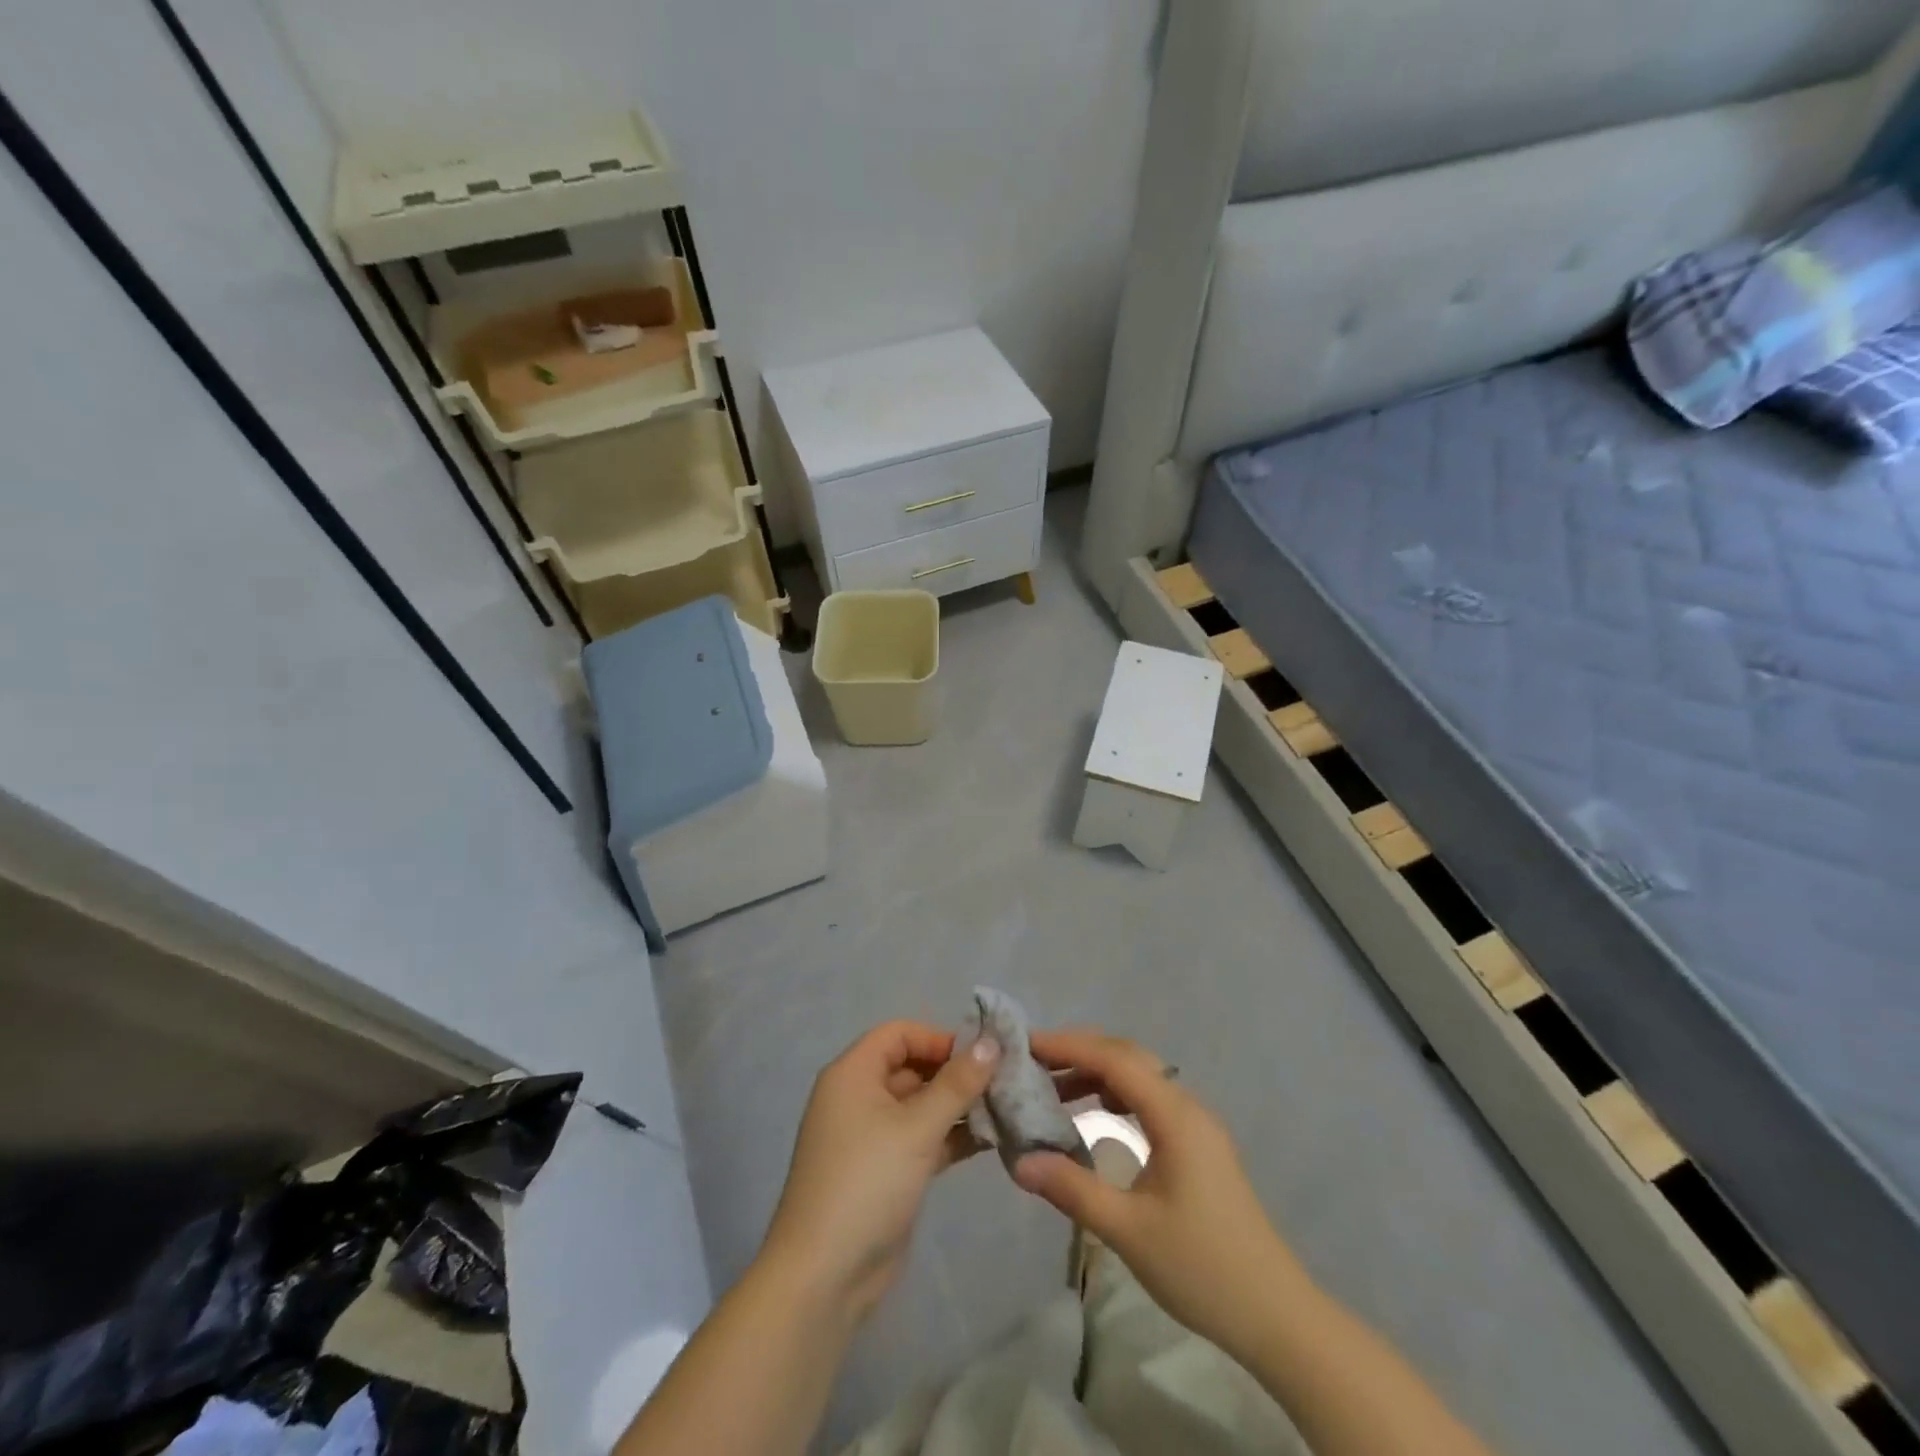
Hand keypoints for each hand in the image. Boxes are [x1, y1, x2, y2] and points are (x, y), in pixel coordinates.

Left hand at [759, 1021, 1000, 1321]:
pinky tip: (991, 1140)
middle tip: (1003, 1082)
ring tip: (1006, 1109)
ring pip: (920, 1105)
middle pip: (912, 1067)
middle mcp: (859, 1097)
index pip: (899, 1034)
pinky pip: (921, 1138)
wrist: (824, 1277)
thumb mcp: (916, 1128)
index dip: (939, 1038)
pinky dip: (950, 1136)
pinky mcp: (885, 1171)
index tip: (981, 1055)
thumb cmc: (867, 1183)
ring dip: (958, 1106)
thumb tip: (991, 1042)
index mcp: (853, 1074)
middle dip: (955, 1073)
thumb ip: (957, 1084)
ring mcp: (871, 1136)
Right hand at [1014, 1029, 1307, 1361]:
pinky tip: (1095, 1114)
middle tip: (1034, 1062)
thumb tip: (1020, 1160)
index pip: (1115, 1060)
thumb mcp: (1128, 1231)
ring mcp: (1197, 1125)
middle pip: (1129, 1057)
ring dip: (1098, 1073)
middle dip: (1080, 1052)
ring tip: (1054, 1088)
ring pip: (1141, 1077)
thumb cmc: (1202, 1268)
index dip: (1069, 1046)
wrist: (1276, 1315)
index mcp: (1175, 1116)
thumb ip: (1073, 1189)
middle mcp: (1188, 1106)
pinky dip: (1116, 1094)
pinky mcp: (1199, 1145)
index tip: (1027, 1045)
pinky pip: (1150, 1099)